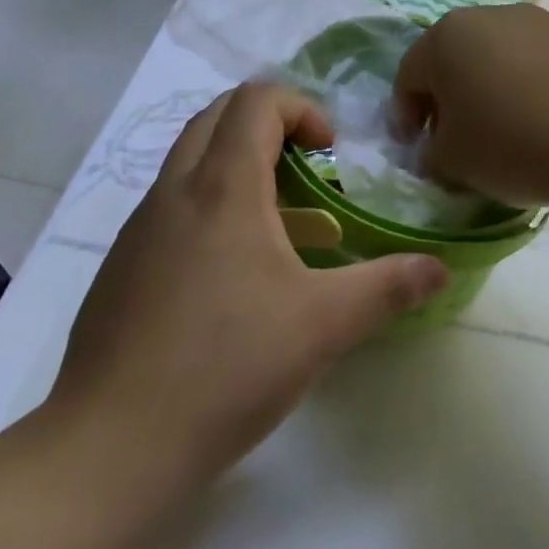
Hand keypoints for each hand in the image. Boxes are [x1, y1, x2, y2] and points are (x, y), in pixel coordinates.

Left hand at [43, 84, 449, 494]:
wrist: (109, 448)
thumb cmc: (226, 367)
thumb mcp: (323, 325)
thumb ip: (388, 287)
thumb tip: (439, 269)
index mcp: (223, 186)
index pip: (256, 100)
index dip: (301, 108)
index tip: (330, 153)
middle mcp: (175, 191)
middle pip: (218, 115)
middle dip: (268, 125)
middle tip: (306, 171)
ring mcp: (139, 228)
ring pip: (190, 160)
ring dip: (237, 166)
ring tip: (278, 225)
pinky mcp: (121, 266)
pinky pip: (171, 205)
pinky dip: (209, 206)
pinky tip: (232, 277)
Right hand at [391, 4, 548, 210]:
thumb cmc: (512, 142)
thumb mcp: (452, 161)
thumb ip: (431, 152)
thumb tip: (439, 146)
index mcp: (445, 36)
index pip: (408, 77)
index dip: (404, 117)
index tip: (412, 150)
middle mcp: (486, 16)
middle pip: (451, 60)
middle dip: (445, 101)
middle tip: (450, 141)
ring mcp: (534, 21)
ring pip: (492, 58)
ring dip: (484, 92)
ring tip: (497, 134)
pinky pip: (529, 63)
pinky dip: (521, 89)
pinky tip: (535, 123)